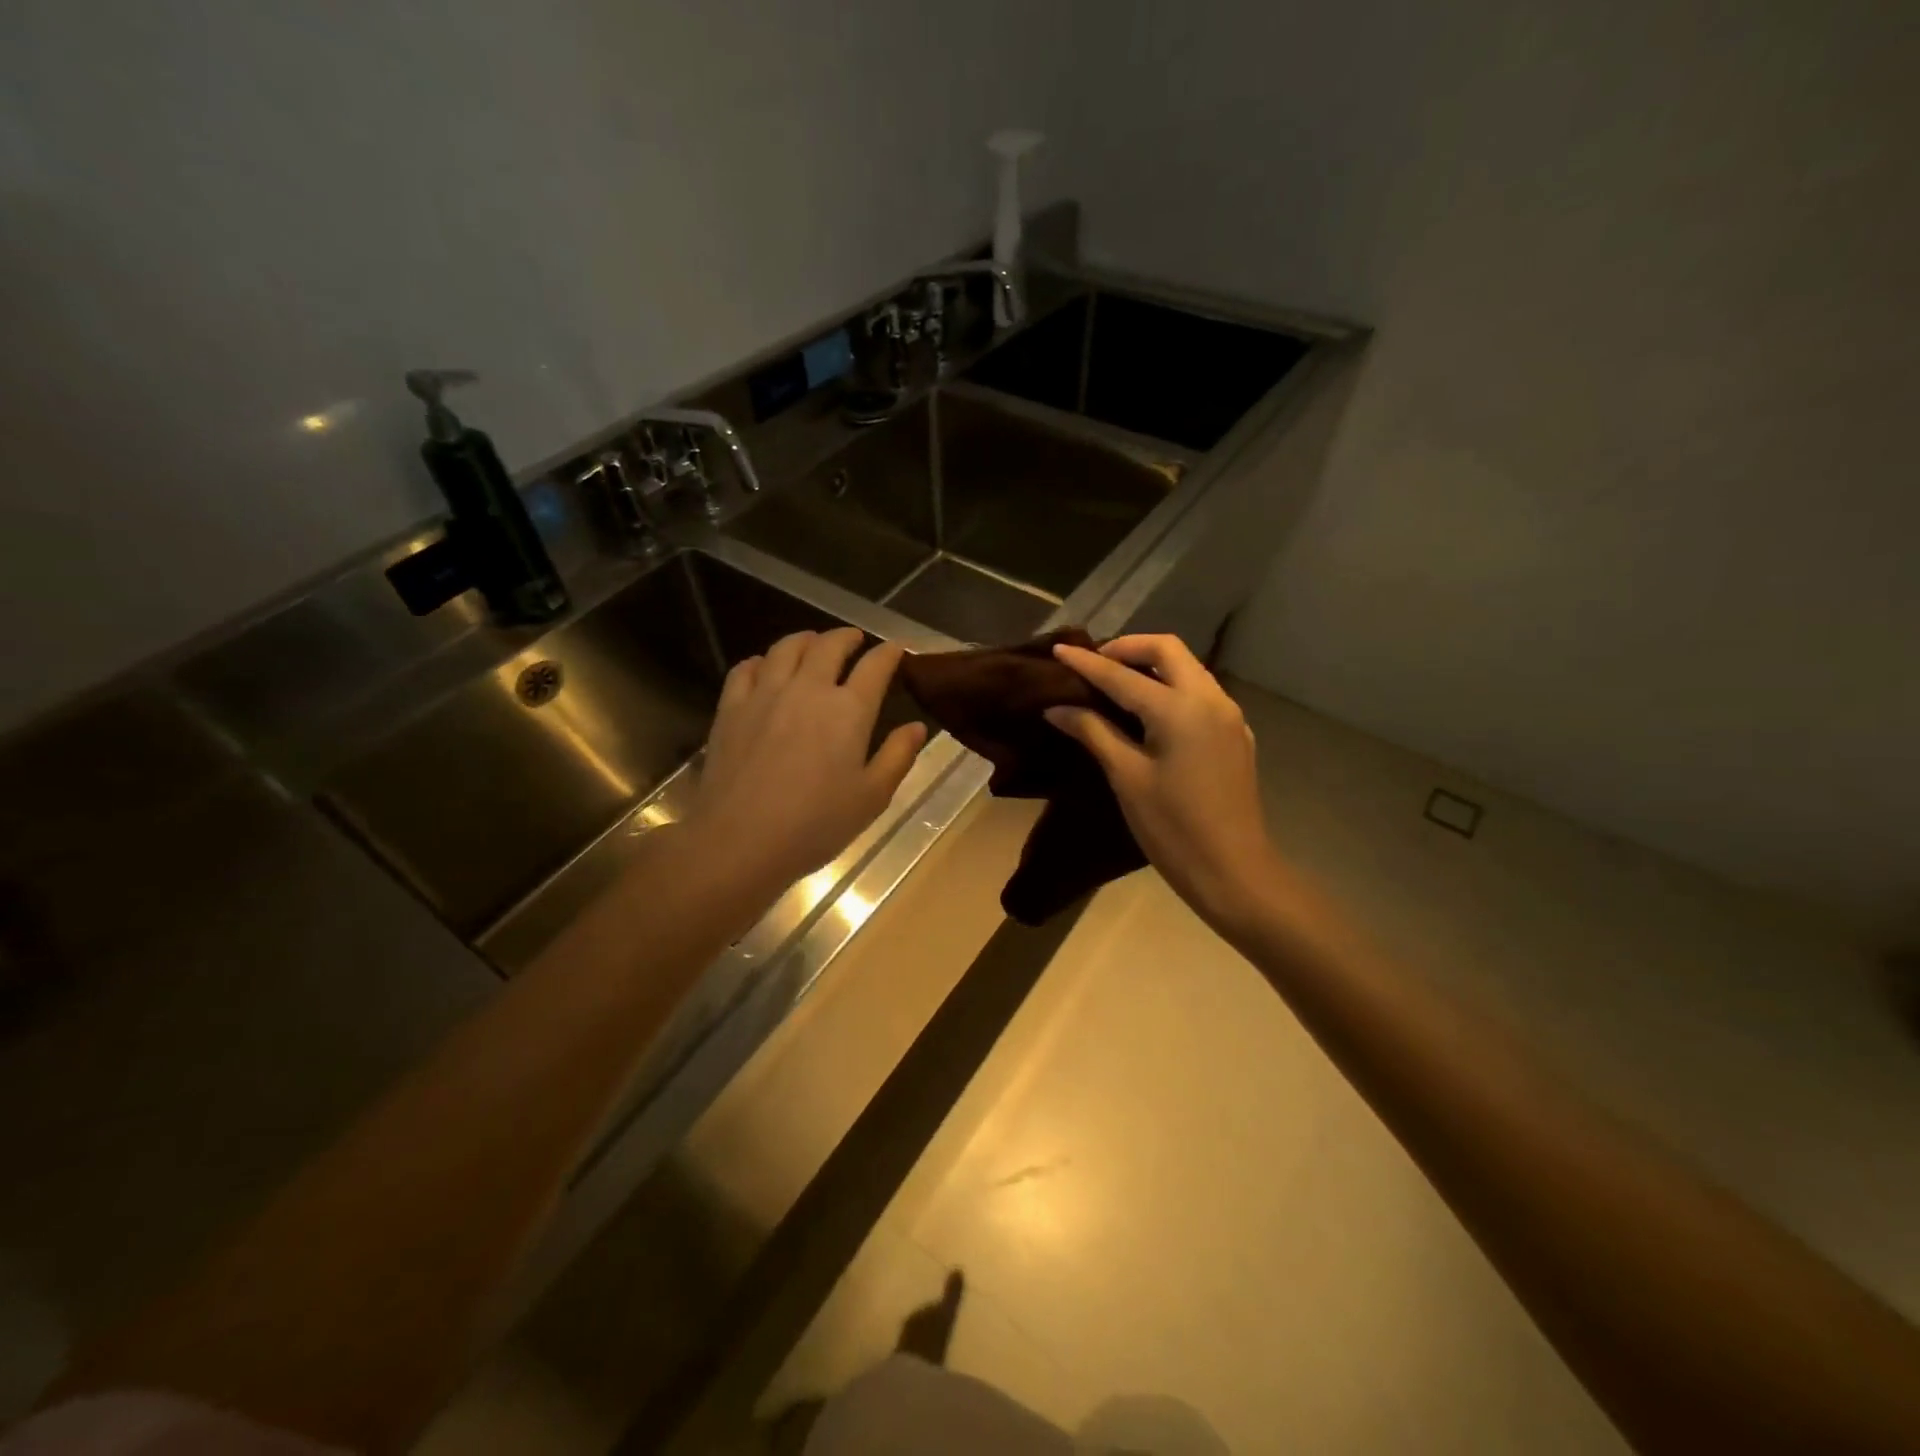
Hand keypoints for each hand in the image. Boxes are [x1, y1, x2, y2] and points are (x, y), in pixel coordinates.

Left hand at [690, 628, 926, 895]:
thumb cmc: (815, 825)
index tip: (896, 650)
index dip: (889, 653)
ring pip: (786, 648)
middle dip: (846, 637)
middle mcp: (808, 689)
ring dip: (805, 640)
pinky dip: (762, 661)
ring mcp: (765, 694)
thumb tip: (916, 727)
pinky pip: (747, 668)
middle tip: (854, 641)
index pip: (875, 666)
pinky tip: (766, 668)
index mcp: (849, 710)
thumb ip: (897, 756)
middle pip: (828, 645)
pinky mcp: (731, 707)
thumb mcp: (872, 797)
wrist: (739, 840)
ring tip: (813, 645)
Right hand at [1046, 635, 1280, 930]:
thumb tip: (1056, 708)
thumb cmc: (1173, 828)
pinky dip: (1170, 687)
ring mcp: (1228, 715)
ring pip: (1187, 668)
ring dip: (1151, 665)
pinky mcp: (1235, 734)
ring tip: (1115, 684)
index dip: (1086, 662)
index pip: (1122, 675)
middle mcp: (1210, 699)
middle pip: (1167, 649)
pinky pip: (1200, 692)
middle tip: (1094, 665)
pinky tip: (1149, 712)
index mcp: (1179, 709)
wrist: (1233, 871)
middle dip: (1127, 648)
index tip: (1058, 648)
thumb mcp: (1127, 778)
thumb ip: (1093, 732)